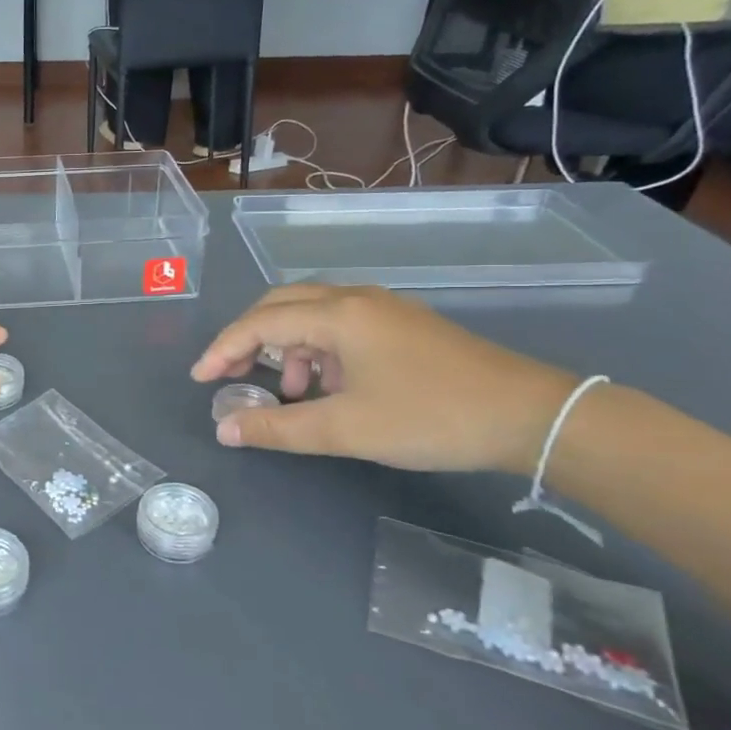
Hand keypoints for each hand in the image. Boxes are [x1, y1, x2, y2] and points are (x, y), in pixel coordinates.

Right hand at [190, 285, 578, 473]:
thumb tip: (225, 430)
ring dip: (287, 348)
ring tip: (289, 393)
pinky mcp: (403, 325)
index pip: (260, 323)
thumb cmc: (430, 417)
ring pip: (312, 314)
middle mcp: (355, 299)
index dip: (224, 350)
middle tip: (229, 376)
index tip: (200, 380)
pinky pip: (341, 326)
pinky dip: (318, 351)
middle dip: (248, 339)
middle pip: (281, 305)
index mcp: (337, 315)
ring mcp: (383, 309)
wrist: (530, 416)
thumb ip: (278, 428)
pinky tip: (331, 387)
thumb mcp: (346, 428)